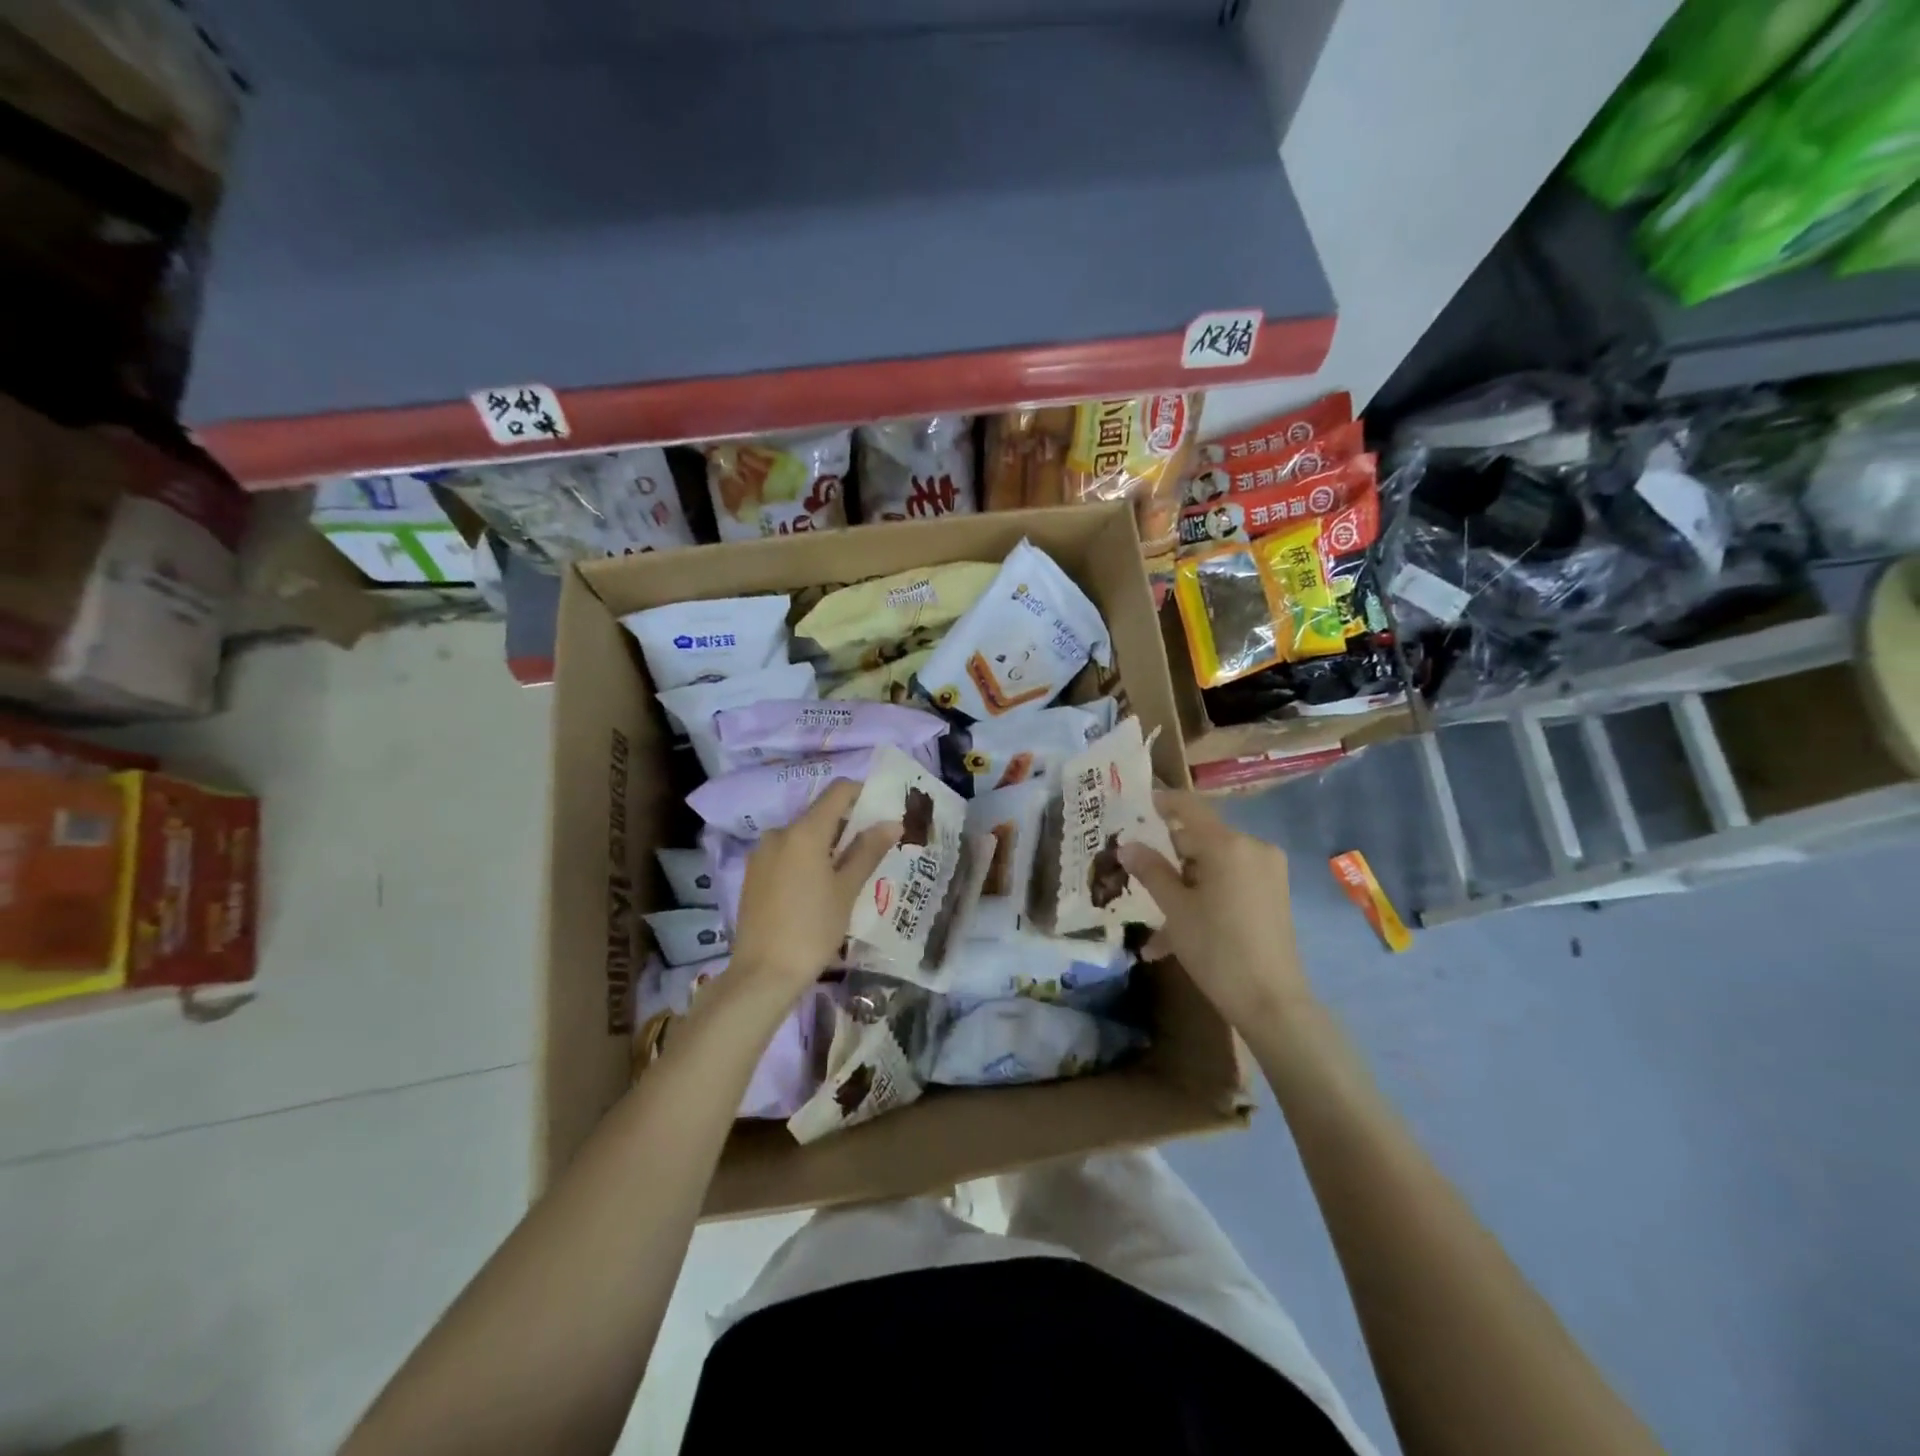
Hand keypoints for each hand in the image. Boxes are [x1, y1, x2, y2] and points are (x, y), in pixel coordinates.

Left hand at [727, 779, 898, 1007]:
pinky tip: (818, 889)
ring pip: (802, 836)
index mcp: (803, 831)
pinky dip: (806, 860)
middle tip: (872, 850)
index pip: (838, 791)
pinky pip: (786, 854)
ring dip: (827, 845)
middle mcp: (779, 833)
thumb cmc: (813, 929)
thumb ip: (868, 851)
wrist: (762, 974)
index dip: (862, 794)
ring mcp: (761, 854)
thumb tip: (892, 822)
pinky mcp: (753, 874)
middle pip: (820, 814)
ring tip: (848, 874)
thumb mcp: (847, 890)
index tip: (882, 812)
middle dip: (847, 825)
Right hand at [1119, 790, 1313, 1031]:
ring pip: (1213, 865)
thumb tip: (1127, 846)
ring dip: (1183, 884)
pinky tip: (1177, 933)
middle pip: (1201, 837)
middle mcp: (1253, 848)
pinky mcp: (1273, 894)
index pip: (1189, 806)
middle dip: (1168, 854)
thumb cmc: (1217, 949)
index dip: (1162, 802)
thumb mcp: (1175, 909)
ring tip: (1154, 917)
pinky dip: (1204, 898)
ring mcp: (1267, 871)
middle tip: (1136, 869)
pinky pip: (1229, 883)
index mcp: (1228, 845)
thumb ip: (1151, 871)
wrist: (1272, 1002)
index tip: (1136, 805)